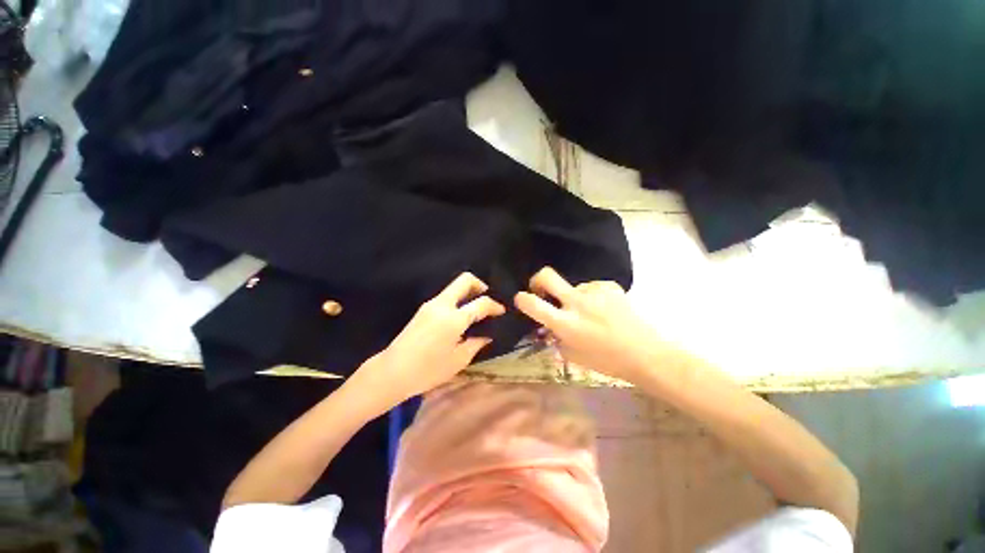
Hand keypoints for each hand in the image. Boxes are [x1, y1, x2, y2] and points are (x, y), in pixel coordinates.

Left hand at [354, 272, 504, 406]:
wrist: (392, 372)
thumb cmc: (427, 371)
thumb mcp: (458, 361)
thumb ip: (476, 343)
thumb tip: (487, 335)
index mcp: (453, 319)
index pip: (480, 303)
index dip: (494, 305)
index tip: (501, 311)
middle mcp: (442, 305)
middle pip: (464, 280)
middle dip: (480, 285)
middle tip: (487, 299)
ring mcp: (430, 304)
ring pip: (453, 287)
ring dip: (467, 293)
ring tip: (476, 309)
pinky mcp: (423, 309)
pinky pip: (446, 296)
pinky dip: (457, 300)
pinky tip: (461, 315)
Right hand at [514, 266, 660, 382]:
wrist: (646, 354)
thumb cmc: (607, 361)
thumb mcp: (573, 355)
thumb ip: (556, 338)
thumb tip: (550, 326)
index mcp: (565, 323)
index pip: (533, 304)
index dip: (522, 299)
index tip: (522, 299)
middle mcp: (577, 302)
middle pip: (547, 275)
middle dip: (537, 279)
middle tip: (541, 289)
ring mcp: (594, 291)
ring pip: (573, 286)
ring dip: (574, 296)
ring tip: (590, 312)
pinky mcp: (609, 286)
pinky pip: (591, 288)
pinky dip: (592, 297)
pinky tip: (605, 309)